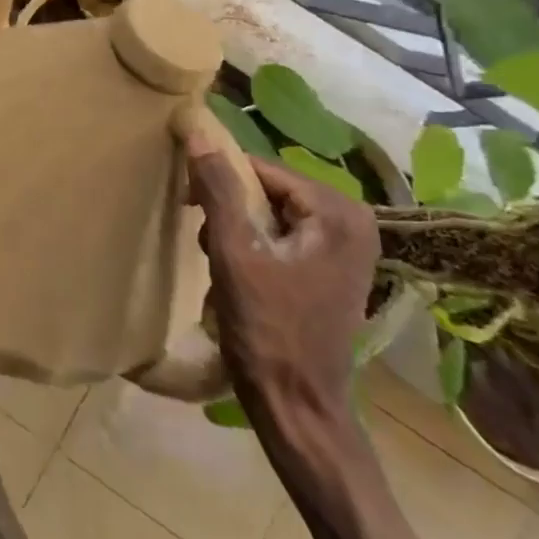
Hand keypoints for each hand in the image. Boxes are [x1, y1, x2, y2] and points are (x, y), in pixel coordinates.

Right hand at [184, 139, 377, 424]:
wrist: (298, 408)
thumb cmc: (268, 329)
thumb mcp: (235, 254)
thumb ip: (219, 189)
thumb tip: (198, 130)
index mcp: (338, 213)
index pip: (261, 169)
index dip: (218, 179)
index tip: (186, 201)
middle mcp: (352, 222)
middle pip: (268, 191)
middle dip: (228, 210)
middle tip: (206, 242)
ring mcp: (346, 249)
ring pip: (271, 214)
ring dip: (236, 230)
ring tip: (219, 262)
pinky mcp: (333, 271)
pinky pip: (282, 238)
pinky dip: (253, 248)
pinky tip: (238, 276)